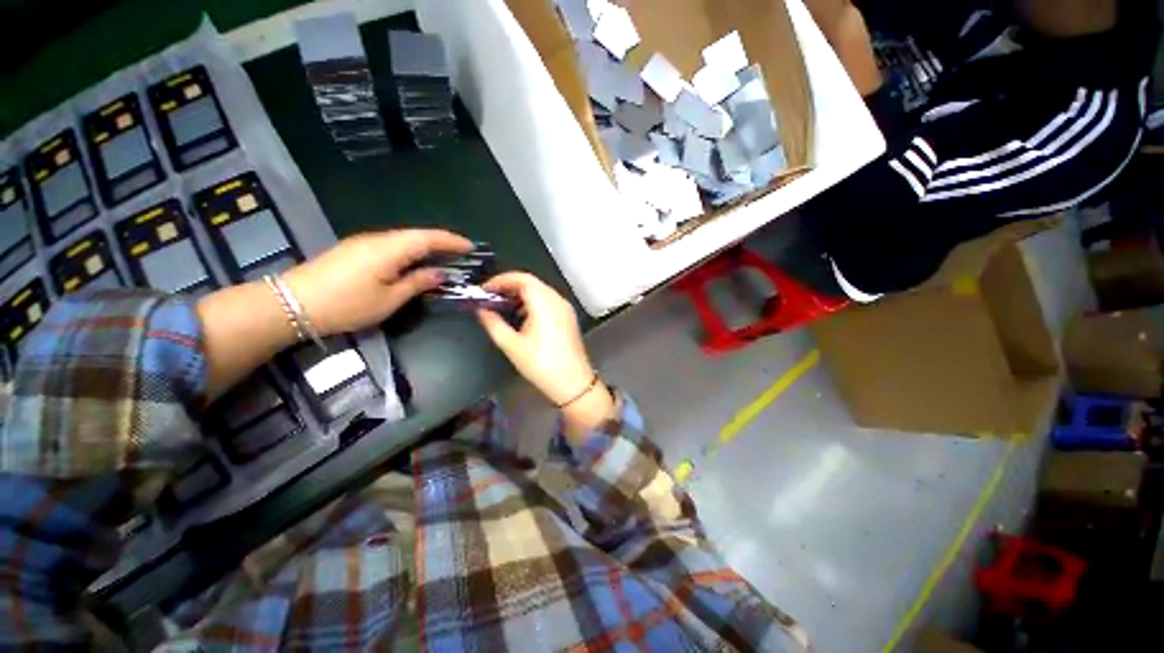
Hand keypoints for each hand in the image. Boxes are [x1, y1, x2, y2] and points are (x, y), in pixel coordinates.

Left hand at [283, 229, 472, 335]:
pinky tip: (413, 262)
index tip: (470, 247)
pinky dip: (409, 251)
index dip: (451, 241)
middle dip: (441, 242)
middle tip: (460, 253)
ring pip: (402, 239)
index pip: (428, 238)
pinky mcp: (353, 250)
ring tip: (442, 258)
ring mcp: (363, 243)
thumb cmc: (347, 304)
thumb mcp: (389, 299)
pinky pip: (390, 245)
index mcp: (390, 249)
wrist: (291, 304)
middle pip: (416, 235)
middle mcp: (378, 239)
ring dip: (425, 246)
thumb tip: (439, 273)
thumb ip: (417, 283)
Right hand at [477, 273, 614, 436]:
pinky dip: (532, 302)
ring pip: (541, 291)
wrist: (573, 383)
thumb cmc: (541, 364)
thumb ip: (494, 324)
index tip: (484, 289)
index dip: (501, 280)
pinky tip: (521, 315)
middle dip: (509, 286)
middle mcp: (557, 300)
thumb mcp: (512, 345)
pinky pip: (548, 301)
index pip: (522, 279)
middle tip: (490, 297)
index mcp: (545, 303)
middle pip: (532, 283)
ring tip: (502, 306)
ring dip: (521, 294)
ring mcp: (565, 308)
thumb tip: (481, 310)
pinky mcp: (568, 317)